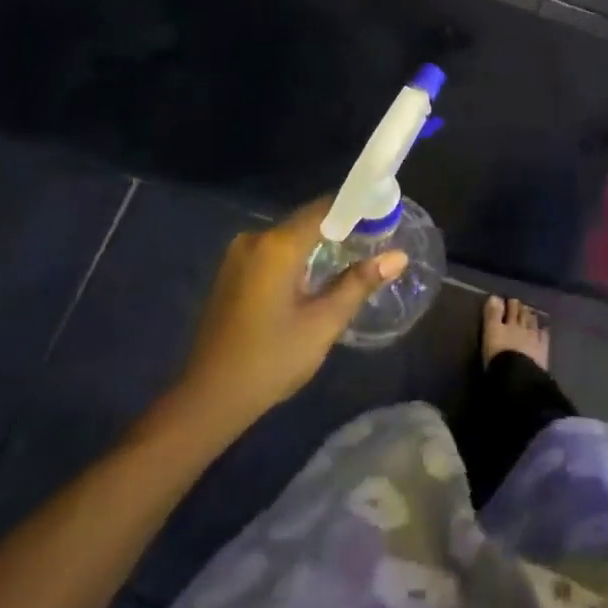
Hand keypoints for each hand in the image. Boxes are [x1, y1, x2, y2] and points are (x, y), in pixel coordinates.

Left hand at [156, 199, 405, 447]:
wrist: (209, 399)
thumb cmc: (271, 359)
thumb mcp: (324, 323)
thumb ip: (360, 283)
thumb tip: (398, 256)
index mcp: (277, 246)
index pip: (326, 208)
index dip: (358, 209)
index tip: (385, 219)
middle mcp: (255, 240)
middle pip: (307, 220)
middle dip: (342, 228)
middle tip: (376, 242)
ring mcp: (238, 256)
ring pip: (290, 237)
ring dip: (320, 244)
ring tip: (353, 260)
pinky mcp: (231, 274)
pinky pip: (274, 252)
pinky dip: (299, 257)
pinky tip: (317, 279)